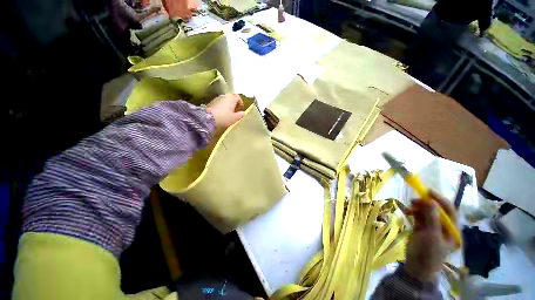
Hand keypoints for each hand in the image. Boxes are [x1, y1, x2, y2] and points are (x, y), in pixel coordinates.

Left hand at [206, 94, 245, 129]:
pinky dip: (223, 106)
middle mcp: (225, 96)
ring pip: (225, 100)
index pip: (238, 97)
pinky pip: (220, 103)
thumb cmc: (224, 118)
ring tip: (229, 112)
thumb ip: (240, 115)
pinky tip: (222, 113)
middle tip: (236, 110)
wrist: (209, 118)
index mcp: (231, 99)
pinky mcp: (212, 102)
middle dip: (234, 103)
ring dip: (228, 105)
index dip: (240, 102)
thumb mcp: (235, 118)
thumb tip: (243, 113)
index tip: (241, 108)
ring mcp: (217, 99)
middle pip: (231, 98)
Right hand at [404, 190, 457, 281]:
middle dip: (426, 204)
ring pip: (427, 212)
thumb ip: (432, 217)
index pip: (450, 211)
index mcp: (453, 231)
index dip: (440, 200)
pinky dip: (414, 212)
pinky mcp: (423, 228)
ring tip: (409, 207)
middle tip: (414, 199)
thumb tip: (430, 200)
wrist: (416, 266)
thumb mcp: (431, 235)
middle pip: (437, 210)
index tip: (428, 191)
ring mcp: (433, 227)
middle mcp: (444, 227)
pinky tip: (407, 212)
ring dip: (418, 207)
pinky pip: (419, 216)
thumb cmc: (428, 253)